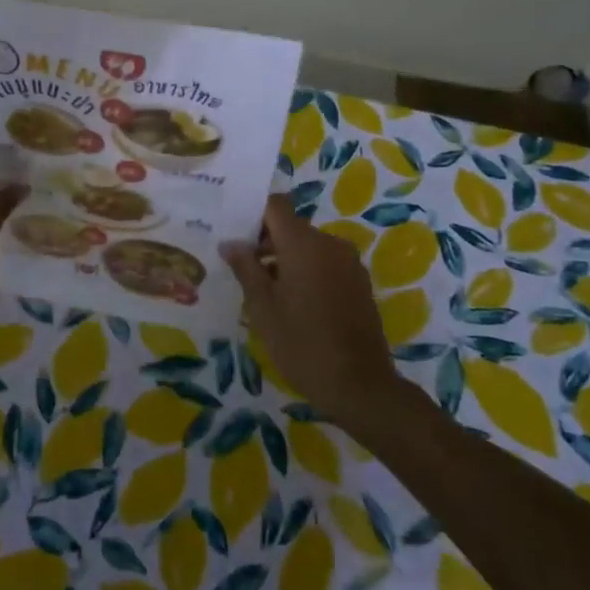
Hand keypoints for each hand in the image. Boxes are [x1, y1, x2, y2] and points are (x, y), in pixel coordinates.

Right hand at [221, 194, 397, 417]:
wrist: (359, 385)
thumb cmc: (301, 343)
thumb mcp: (262, 307)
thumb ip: (245, 268)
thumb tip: (230, 242)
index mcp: (303, 243)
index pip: (276, 205)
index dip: (254, 215)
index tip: (236, 237)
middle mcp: (330, 243)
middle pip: (292, 227)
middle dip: (267, 243)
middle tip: (244, 271)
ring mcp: (349, 263)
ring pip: (309, 247)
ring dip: (287, 260)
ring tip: (267, 293)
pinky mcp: (359, 283)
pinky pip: (326, 264)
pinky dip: (308, 273)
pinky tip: (295, 305)